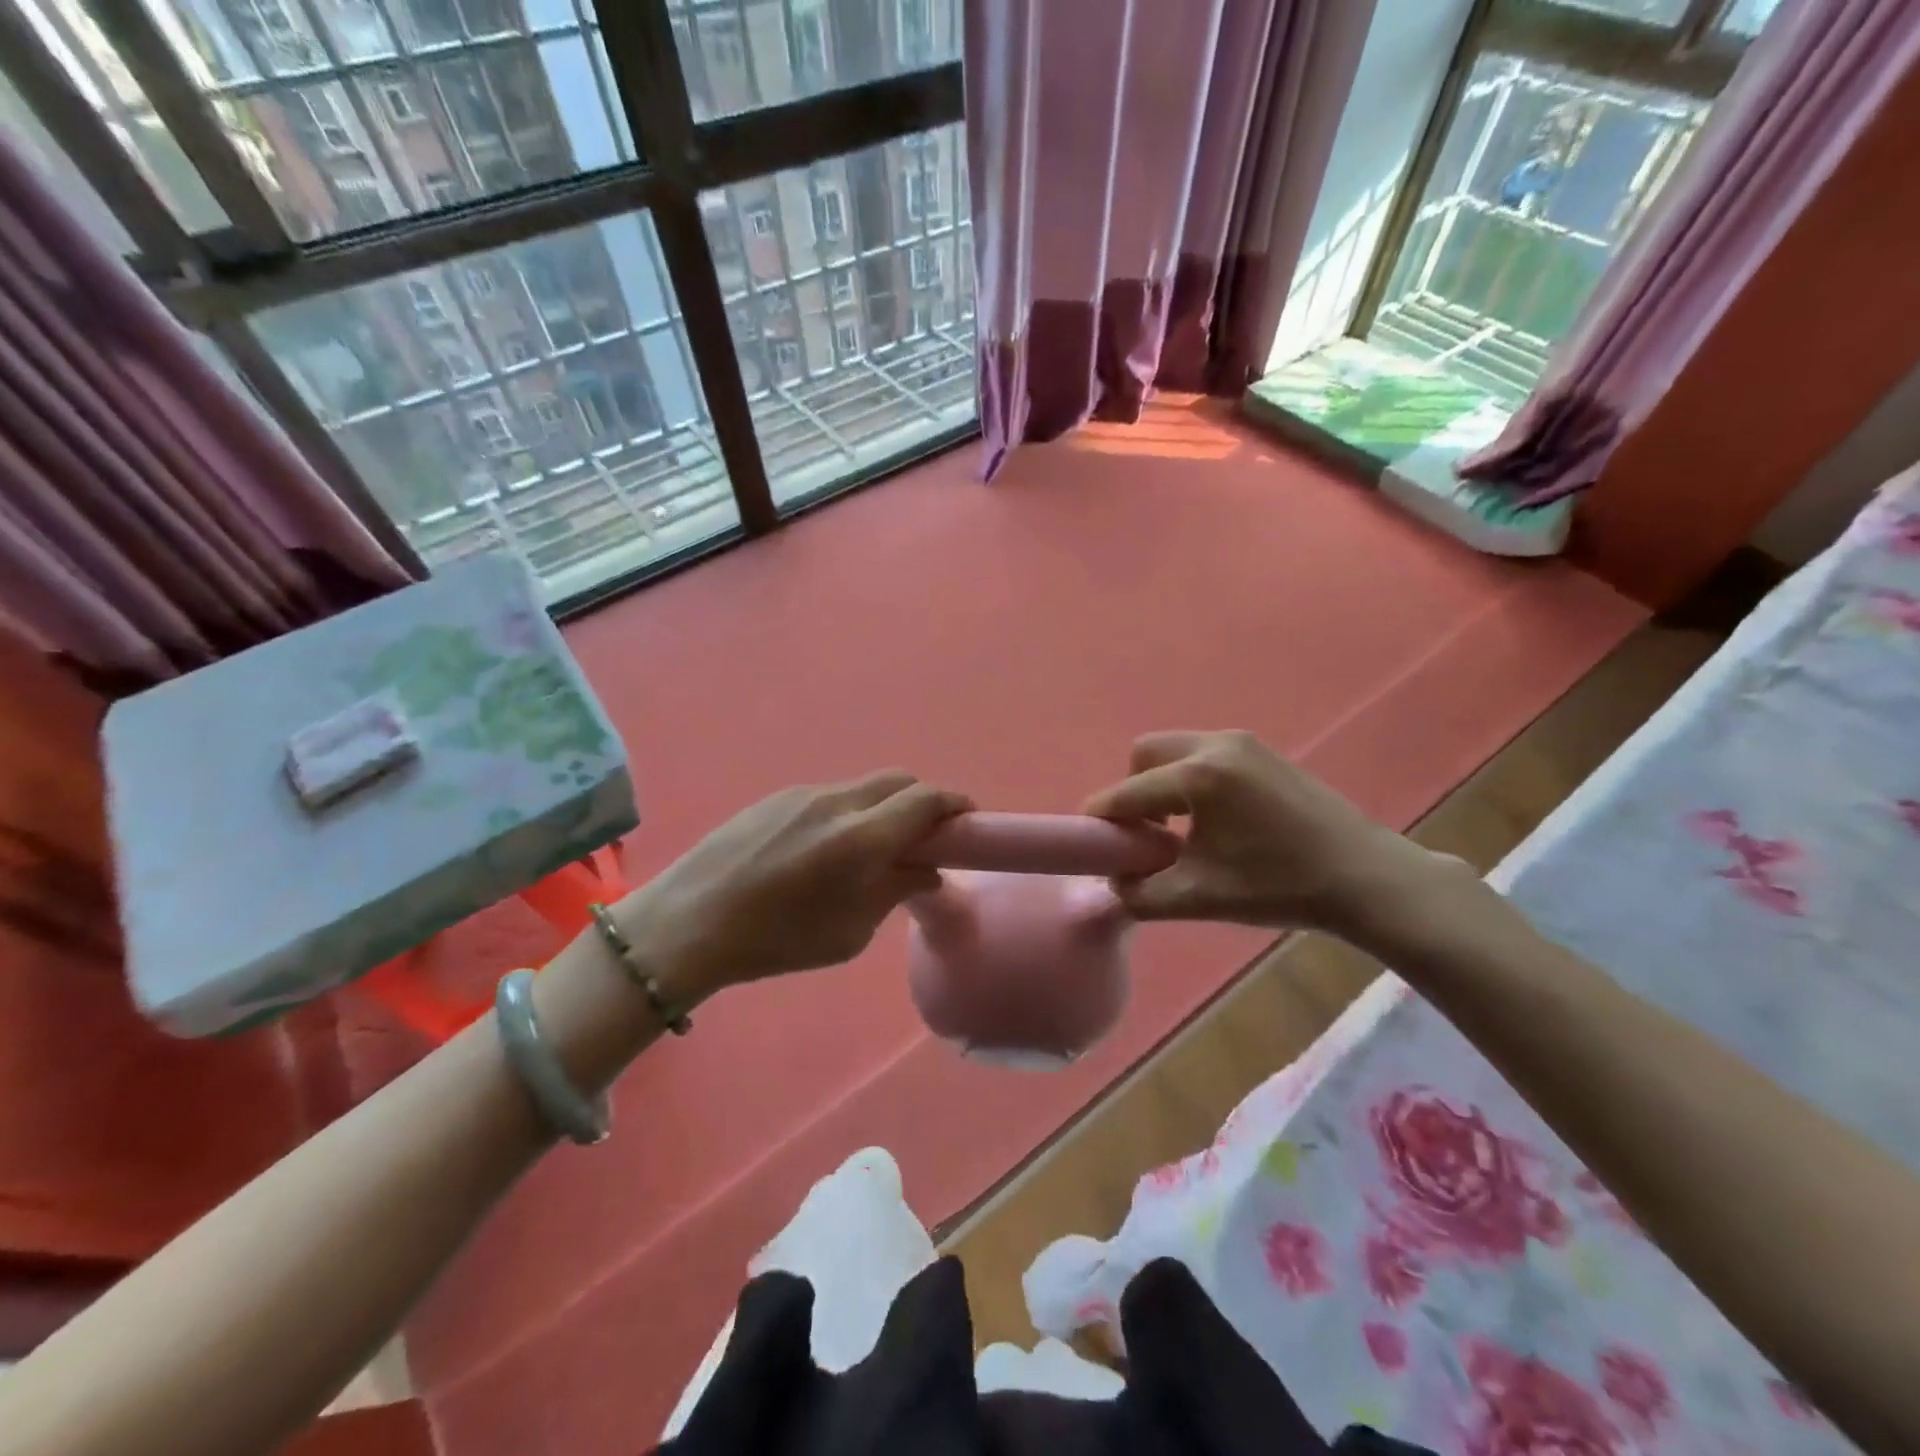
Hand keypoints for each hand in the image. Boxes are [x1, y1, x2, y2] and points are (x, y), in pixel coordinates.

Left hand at [613, 771, 971, 1000]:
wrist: (689, 923)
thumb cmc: (776, 940)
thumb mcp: (850, 932)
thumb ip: (896, 890)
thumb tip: (927, 870)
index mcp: (862, 837)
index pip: (926, 799)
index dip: (954, 804)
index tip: (967, 822)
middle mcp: (838, 802)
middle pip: (899, 780)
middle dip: (923, 801)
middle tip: (925, 837)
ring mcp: (804, 794)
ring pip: (864, 786)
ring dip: (884, 807)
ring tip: (872, 848)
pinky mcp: (777, 797)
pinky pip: (831, 795)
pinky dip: (850, 811)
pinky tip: (827, 849)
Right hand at [1083, 731, 1466, 938]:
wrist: (1366, 878)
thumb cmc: (1280, 886)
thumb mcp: (1199, 897)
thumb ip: (1140, 893)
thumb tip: (1113, 881)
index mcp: (1199, 776)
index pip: (1128, 792)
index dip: (1101, 818)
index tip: (1089, 842)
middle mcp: (1217, 745)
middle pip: (1146, 753)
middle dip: (1133, 790)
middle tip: (1145, 833)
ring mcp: (1244, 743)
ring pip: (1176, 750)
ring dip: (1162, 783)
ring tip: (1179, 829)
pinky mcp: (1263, 752)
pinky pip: (1205, 754)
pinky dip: (1190, 779)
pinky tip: (1212, 819)